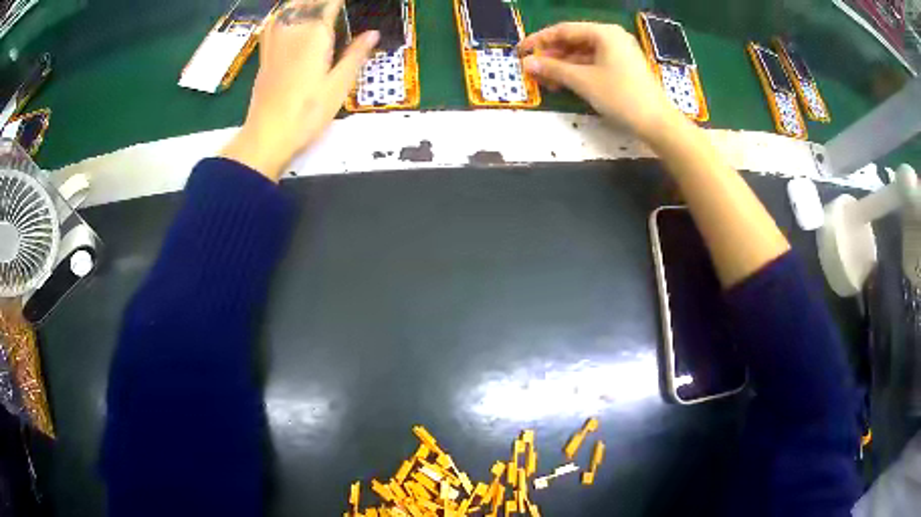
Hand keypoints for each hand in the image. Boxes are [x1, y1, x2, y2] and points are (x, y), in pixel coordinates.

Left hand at [220, 0, 378, 180]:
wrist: (268, 135)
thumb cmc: (307, 113)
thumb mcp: (339, 86)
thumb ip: (356, 55)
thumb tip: (373, 34)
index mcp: (315, 35)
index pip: (330, 4)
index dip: (339, 2)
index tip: (348, 5)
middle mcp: (293, 32)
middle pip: (309, 3)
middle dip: (323, 2)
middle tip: (334, 7)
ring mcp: (275, 42)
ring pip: (289, 8)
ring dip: (304, 4)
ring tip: (316, 7)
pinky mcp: (265, 54)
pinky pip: (273, 23)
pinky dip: (284, 14)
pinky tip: (289, 16)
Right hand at [519, 22, 682, 139]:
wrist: (657, 123)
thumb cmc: (620, 96)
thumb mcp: (583, 81)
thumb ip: (553, 68)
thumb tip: (527, 63)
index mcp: (604, 32)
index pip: (563, 30)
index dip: (539, 40)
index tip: (521, 52)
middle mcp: (612, 37)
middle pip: (573, 41)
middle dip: (551, 55)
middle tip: (532, 70)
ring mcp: (620, 53)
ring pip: (583, 54)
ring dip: (563, 66)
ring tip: (545, 81)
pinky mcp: (624, 68)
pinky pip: (594, 63)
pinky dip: (578, 72)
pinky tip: (564, 83)